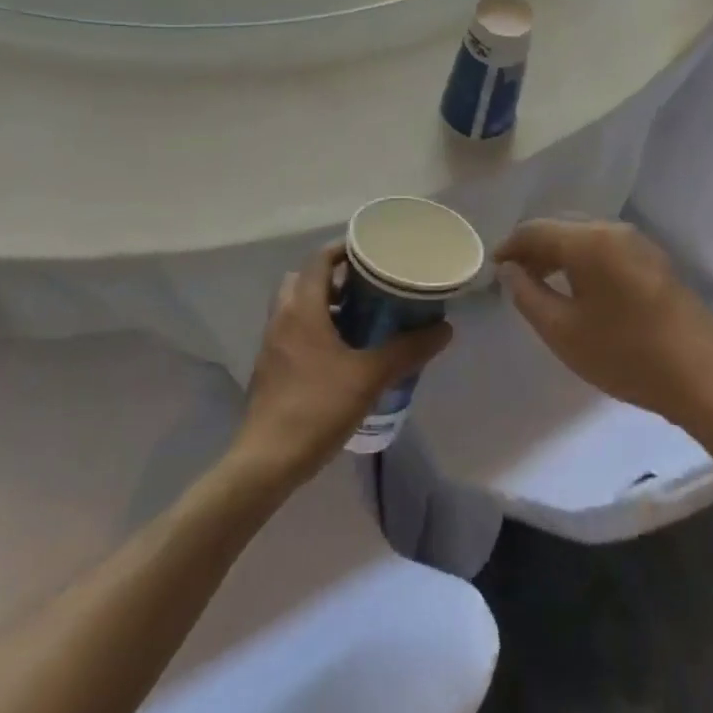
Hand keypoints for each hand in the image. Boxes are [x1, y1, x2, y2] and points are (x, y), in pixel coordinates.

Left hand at [232, 242, 452, 486]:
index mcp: (302, 309)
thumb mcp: (370, 377)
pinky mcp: (271, 368)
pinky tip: (343, 352)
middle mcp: (282, 318)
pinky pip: (294, 331)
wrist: (267, 462)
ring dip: (325, 303)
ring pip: (298, 306)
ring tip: (362, 317)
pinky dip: (316, 328)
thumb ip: (407, 350)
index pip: (319, 260)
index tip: (372, 252)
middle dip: (335, 277)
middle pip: (304, 279)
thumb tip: (444, 329)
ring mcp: (273, 344)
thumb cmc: (317, 407)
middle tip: (368, 285)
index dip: (344, 249)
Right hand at [495, 219, 712, 427]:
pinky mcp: (655, 261)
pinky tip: (579, 290)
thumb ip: (528, 296)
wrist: (705, 376)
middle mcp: (613, 229)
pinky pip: (606, 249)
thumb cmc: (626, 354)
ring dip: (559, 254)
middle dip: (534, 249)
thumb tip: (510, 271)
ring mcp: (639, 243)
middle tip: (513, 279)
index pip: (535, 230)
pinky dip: (584, 261)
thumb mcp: (563, 332)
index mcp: (588, 240)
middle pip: (561, 227)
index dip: (509, 246)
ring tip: (542, 285)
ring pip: (585, 237)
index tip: (492, 269)